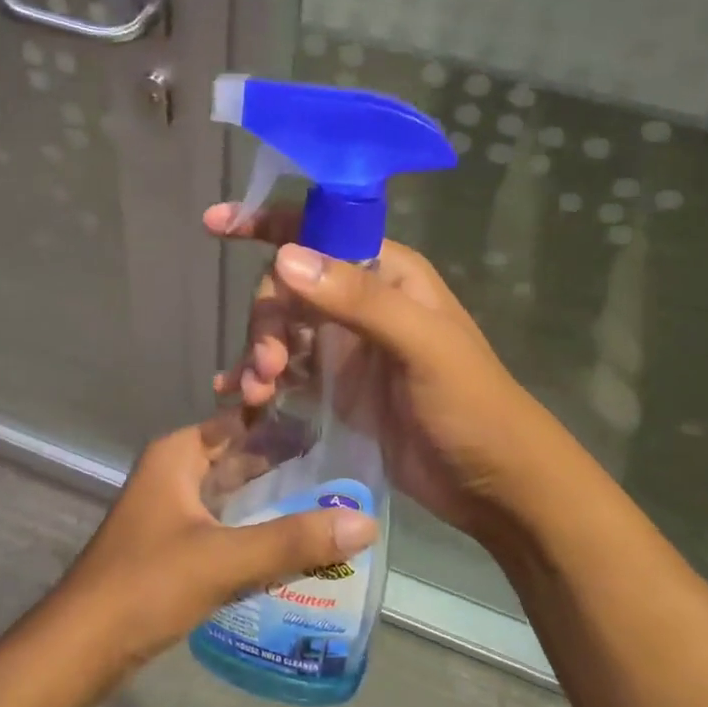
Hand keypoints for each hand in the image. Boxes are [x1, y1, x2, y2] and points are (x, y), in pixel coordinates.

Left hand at [51, 411, 377, 678]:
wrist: (81, 648)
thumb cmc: (146, 585)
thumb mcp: (224, 559)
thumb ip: (293, 540)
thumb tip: (367, 522)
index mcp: (178, 456)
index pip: (240, 421)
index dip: (285, 420)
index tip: (337, 424)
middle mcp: (174, 474)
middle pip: (240, 457)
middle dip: (288, 464)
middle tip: (348, 469)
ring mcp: (172, 512)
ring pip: (234, 494)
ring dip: (275, 499)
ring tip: (334, 503)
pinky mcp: (175, 548)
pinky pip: (226, 526)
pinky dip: (257, 529)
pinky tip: (295, 545)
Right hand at [205, 202, 553, 545]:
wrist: (491, 483)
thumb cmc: (471, 405)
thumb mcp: (422, 345)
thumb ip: (358, 300)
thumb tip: (284, 257)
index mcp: (387, 274)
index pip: (321, 231)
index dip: (269, 223)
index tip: (215, 225)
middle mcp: (361, 302)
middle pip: (289, 287)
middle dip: (266, 320)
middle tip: (265, 366)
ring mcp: (345, 347)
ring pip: (281, 331)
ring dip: (258, 355)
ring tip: (254, 393)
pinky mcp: (334, 389)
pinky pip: (285, 371)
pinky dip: (260, 379)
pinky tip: (242, 400)